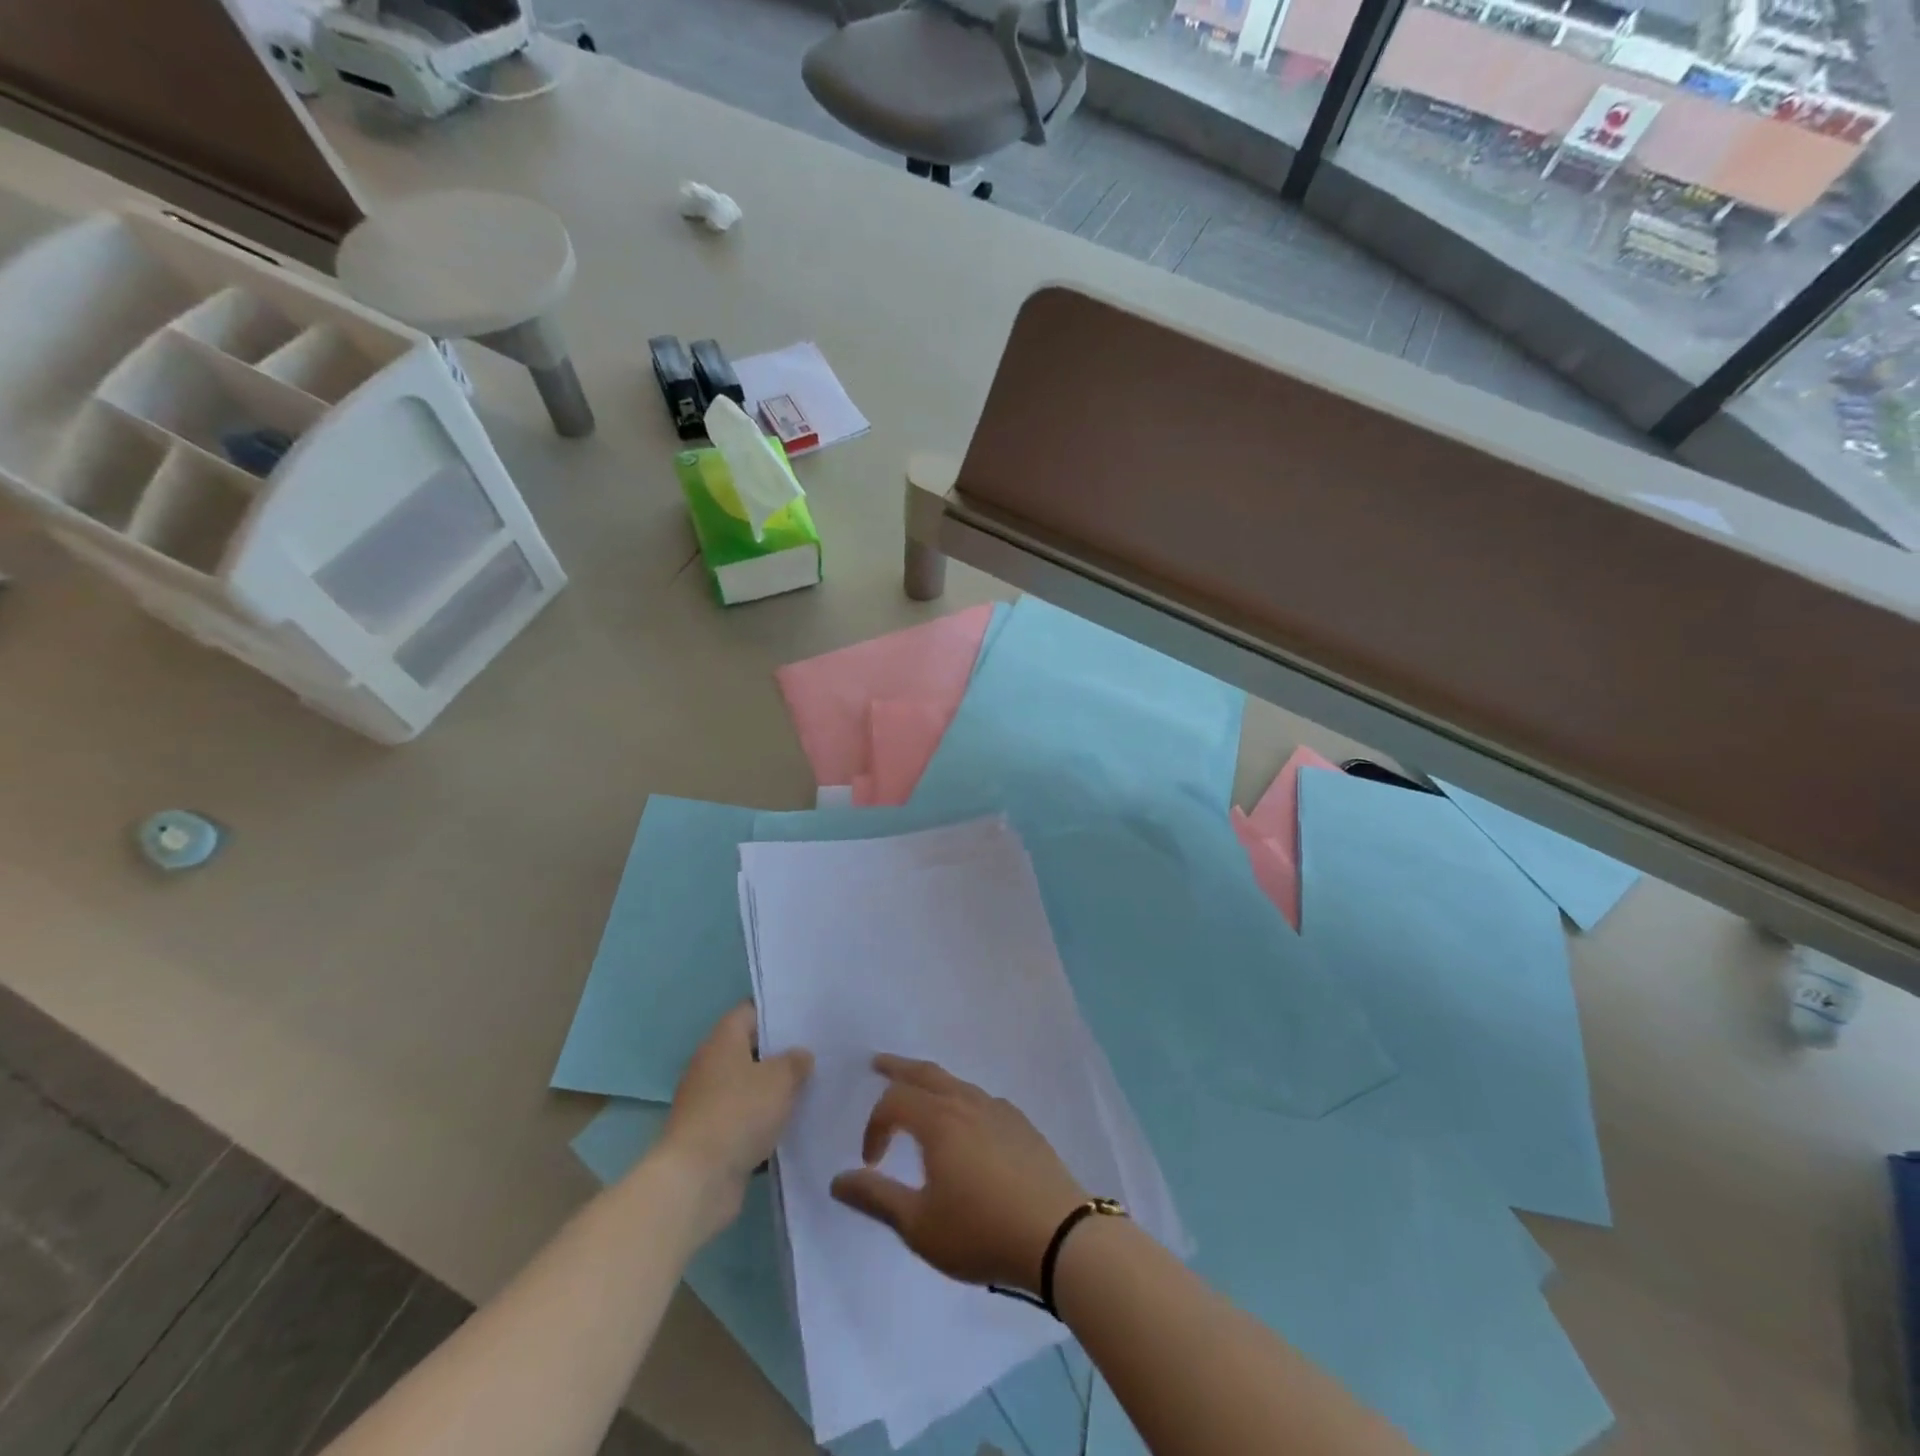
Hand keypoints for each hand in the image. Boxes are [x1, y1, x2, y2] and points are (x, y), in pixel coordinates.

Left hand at [659, 1004, 811, 1238]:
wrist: (696, 1182)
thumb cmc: (738, 1114)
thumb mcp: (780, 1079)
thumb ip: (795, 1062)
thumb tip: (800, 1056)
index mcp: (722, 1041)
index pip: (750, 1012)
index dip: (777, 1012)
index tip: (806, 1018)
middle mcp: (711, 1067)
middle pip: (750, 1051)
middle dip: (781, 1055)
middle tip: (818, 1054)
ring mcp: (709, 1105)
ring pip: (750, 1089)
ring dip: (775, 1093)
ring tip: (813, 1090)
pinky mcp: (713, 1139)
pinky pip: (746, 1122)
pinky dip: (766, 1125)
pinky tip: (795, 1127)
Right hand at [830, 1055, 1089, 1292]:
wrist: (1058, 1235)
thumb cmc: (981, 1231)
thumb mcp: (919, 1225)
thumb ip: (876, 1198)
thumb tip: (838, 1179)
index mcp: (938, 1120)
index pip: (894, 1102)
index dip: (874, 1127)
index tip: (871, 1163)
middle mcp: (966, 1103)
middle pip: (926, 1073)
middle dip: (898, 1068)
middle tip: (878, 1062)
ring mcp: (999, 1110)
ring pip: (956, 1083)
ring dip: (931, 1082)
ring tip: (920, 1091)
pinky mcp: (1022, 1125)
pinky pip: (981, 1099)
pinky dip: (961, 1098)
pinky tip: (966, 1121)